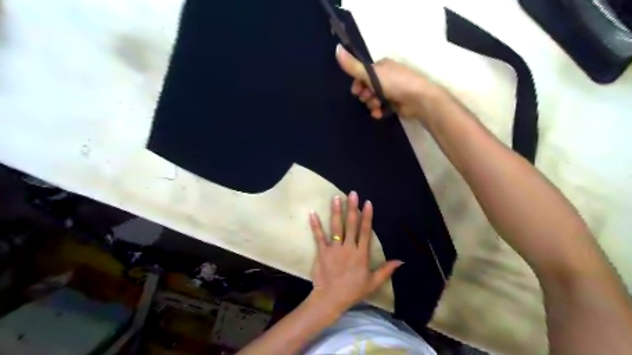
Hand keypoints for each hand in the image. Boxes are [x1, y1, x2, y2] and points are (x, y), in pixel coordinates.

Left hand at [308, 193, 404, 316]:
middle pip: (351, 225)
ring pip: (336, 227)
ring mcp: (334, 249)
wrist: (331, 299)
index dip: (367, 216)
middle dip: (352, 208)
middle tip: (352, 194)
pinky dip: (315, 225)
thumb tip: (401, 260)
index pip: (365, 231)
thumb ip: (386, 270)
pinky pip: (318, 236)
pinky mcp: (322, 252)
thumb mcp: (373, 282)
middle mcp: (348, 248)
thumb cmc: (353, 291)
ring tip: (336, 198)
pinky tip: (312, 213)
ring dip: (336, 212)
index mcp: (361, 254)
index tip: (367, 203)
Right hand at [336, 43, 440, 119]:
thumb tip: (336, 49)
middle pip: (367, 87)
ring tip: (376, 107)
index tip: (357, 91)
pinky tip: (380, 114)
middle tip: (369, 98)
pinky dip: (378, 111)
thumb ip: (353, 66)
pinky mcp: (395, 103)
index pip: (363, 74)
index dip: (358, 83)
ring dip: (371, 104)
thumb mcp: (372, 74)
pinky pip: (381, 107)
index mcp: (381, 66)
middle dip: (366, 95)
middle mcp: (386, 76)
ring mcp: (392, 90)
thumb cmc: (395, 83)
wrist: (418, 99)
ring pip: (373, 98)